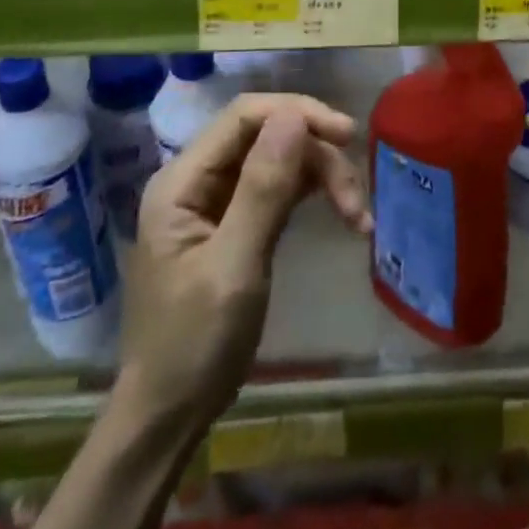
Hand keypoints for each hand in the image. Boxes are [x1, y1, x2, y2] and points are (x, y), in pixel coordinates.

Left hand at [124, 94, 369, 425]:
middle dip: (317, 157)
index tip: (348, 135)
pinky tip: (345, 217)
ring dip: (322, 179)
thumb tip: (294, 116)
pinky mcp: (237, 222)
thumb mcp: (234, 265)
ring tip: (358, 218)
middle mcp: (197, 179)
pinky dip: (314, 197)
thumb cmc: (194, 344)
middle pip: (267, 136)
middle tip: (357, 202)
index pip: (245, 116)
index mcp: (182, 180)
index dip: (298, 114)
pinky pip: (280, 189)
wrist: (170, 414)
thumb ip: (263, 188)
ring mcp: (216, 200)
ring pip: (280, 161)